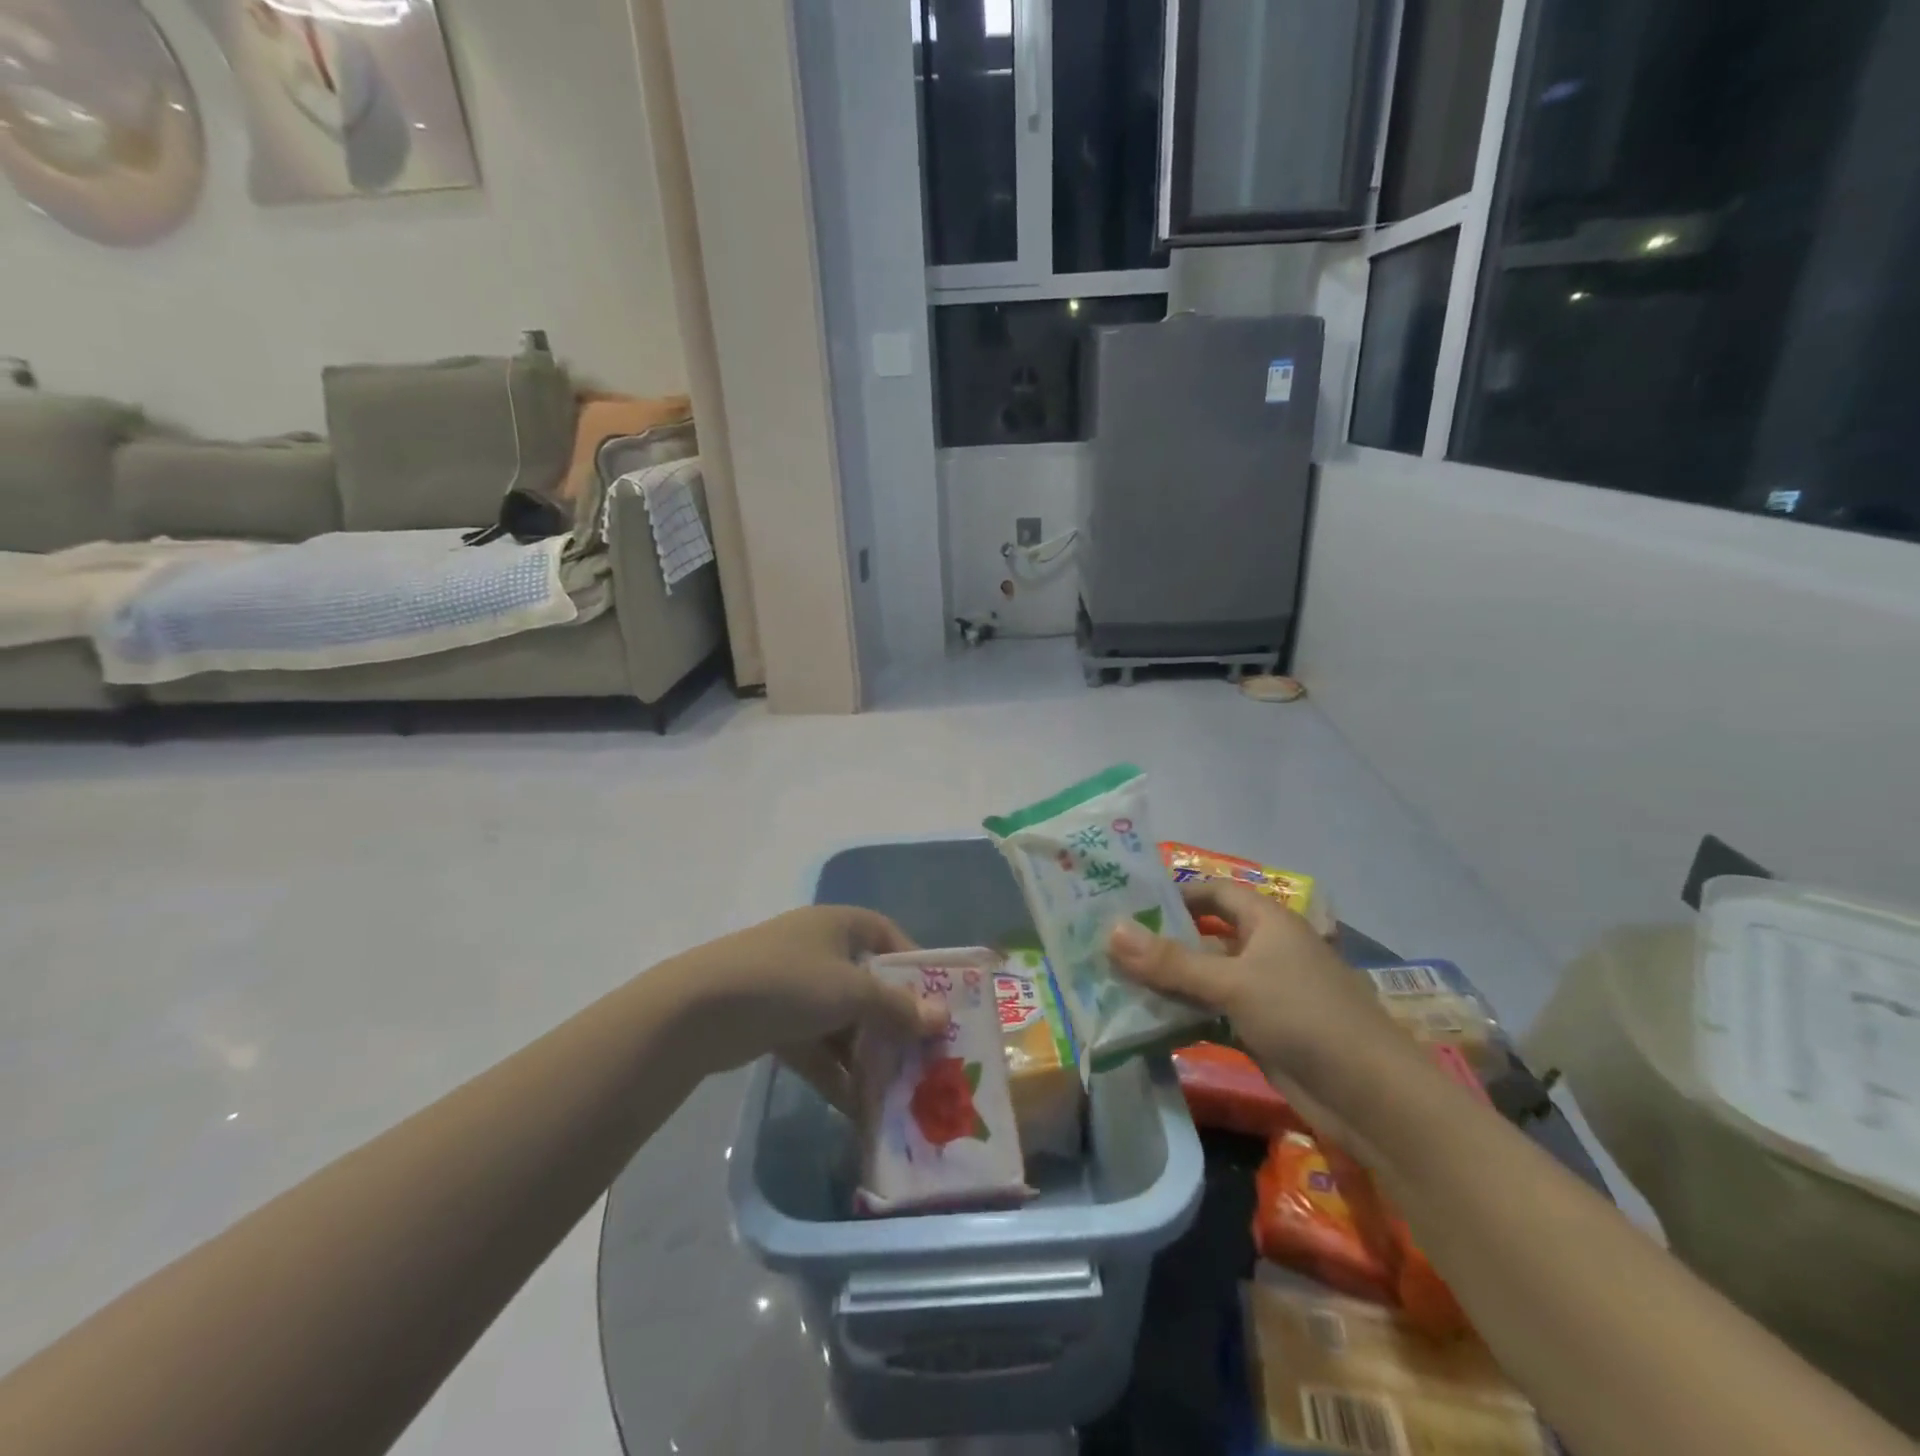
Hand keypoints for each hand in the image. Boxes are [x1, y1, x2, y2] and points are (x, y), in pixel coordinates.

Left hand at [665, 906, 945, 1110]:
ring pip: (842, 1020)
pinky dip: (834, 1072)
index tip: (937, 999)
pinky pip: (815, 1046)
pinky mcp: (772, 1022)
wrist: (700, 1010)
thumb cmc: (789, 982)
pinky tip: (857, 1108)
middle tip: (922, 1054)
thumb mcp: (852, 992)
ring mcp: (792, 986)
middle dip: (893, 1020)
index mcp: (838, 925)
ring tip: (897, 1090)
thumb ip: (897, 1008)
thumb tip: (941, 1018)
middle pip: (866, 983)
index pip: (887, 935)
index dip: (914, 964)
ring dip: (865, 1054)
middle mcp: (817, 948)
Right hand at [1108, 882, 1418, 1136]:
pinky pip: (1212, 1012)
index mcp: (1267, 922)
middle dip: (1161, 941)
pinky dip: (1183, 1014)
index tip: (1127, 903)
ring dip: (1167, 982)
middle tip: (1106, 945)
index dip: (1175, 893)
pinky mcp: (1260, 1030)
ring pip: (1205, 977)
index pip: (1214, 893)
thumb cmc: (1304, 1017)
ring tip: (1113, 981)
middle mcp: (1264, 950)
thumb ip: (1170, 961)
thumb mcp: (1232, 983)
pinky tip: (1145, 1020)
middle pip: (1204, 936)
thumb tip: (1111, 931)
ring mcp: (1263, 992)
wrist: (1371, 1098)